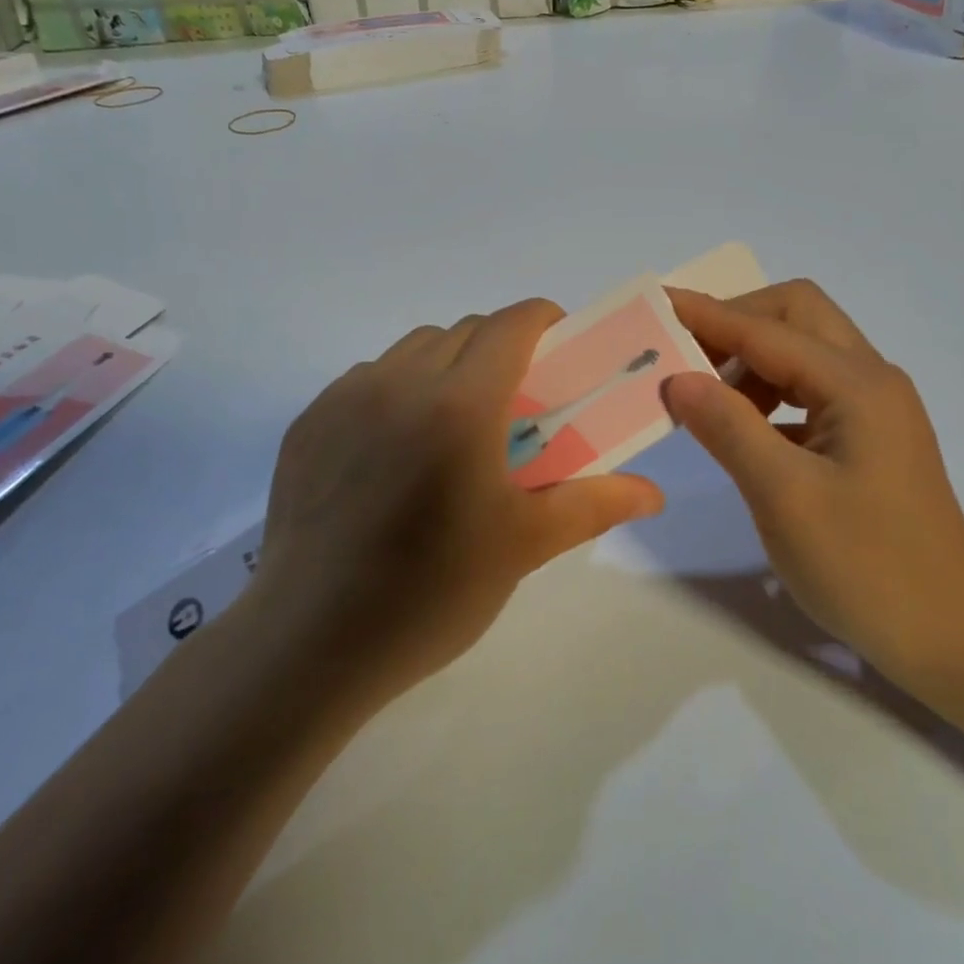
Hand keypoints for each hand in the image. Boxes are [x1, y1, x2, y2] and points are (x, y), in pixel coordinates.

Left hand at [249, 299, 665, 703]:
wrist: (311, 642)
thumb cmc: (432, 592)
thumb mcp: (524, 545)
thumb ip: (594, 503)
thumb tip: (654, 493)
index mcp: (460, 404)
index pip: (511, 324)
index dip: (544, 321)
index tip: (562, 347)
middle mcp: (400, 382)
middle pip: (465, 330)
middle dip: (501, 347)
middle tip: (516, 401)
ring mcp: (346, 398)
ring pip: (414, 348)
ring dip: (449, 363)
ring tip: (456, 423)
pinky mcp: (309, 422)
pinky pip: (368, 377)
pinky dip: (399, 387)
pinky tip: (398, 447)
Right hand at [664, 282, 963, 691]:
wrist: (952, 635)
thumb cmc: (868, 568)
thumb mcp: (785, 497)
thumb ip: (729, 428)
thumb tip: (678, 377)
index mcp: (856, 384)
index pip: (766, 330)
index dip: (707, 315)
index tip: (655, 306)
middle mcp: (870, 380)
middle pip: (796, 315)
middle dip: (736, 322)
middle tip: (684, 353)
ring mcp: (874, 408)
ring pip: (803, 351)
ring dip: (750, 358)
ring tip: (702, 396)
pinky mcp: (869, 436)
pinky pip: (810, 389)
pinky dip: (768, 392)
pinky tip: (740, 427)